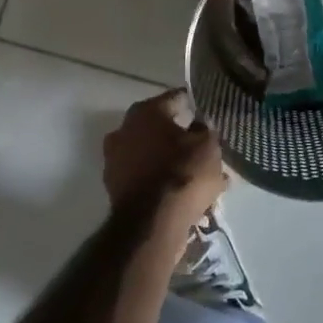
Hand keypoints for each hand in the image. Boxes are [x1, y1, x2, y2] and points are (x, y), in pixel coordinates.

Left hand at [102, 89, 227, 240]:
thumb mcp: (208, 145)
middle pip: (159, 127)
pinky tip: (182, 193)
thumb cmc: (182, 172)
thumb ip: (205, 129)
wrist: (151, 224)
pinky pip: (145, 177)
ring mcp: (115, 160)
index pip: (175, 98)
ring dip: (170, 160)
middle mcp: (124, 129)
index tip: (207, 112)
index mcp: (146, 111)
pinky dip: (160, 181)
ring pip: (151, 154)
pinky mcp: (114, 188)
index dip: (193, 104)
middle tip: (202, 146)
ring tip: (197, 174)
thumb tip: (198, 125)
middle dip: (180, 135)